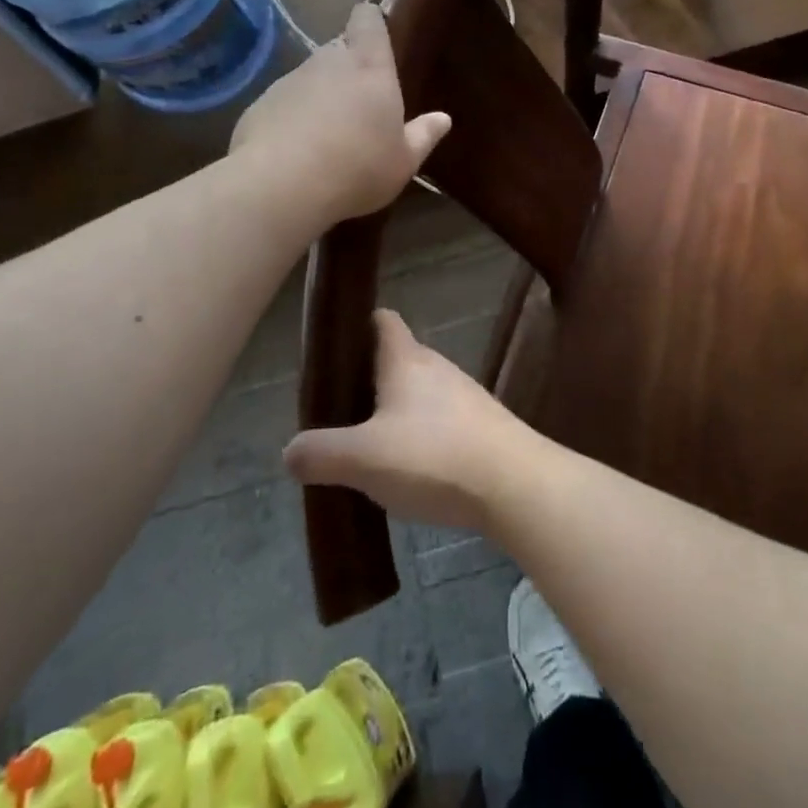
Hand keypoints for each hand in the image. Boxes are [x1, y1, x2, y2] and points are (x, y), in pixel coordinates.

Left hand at [231, 4, 450, 226]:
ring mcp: (290, 80)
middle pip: (339, 48)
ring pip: (310, 76)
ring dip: (319, 94)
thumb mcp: (403, 161)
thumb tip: (443, 118)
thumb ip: (423, 136)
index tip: (377, 36)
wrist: (281, 186)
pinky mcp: (260, 104)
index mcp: (370, 67)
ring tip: (327, 134)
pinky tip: (297, 151)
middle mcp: (328, 62)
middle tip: (360, 102)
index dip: (371, 22)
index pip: (368, 20)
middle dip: (348, 66)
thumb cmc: (358, 168)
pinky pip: (283, 102)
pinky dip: (292, 117)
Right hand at [284, 309, 529, 532]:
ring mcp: (466, 397)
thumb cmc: (433, 457)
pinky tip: (414, 471)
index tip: (335, 349)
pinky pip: (443, 422)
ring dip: (397, 413)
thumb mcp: (363, 458)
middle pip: (399, 360)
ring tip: (372, 448)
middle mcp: (438, 368)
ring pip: (421, 394)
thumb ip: (320, 453)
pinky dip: (424, 438)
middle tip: (341, 414)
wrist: (516, 485)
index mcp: (406, 360)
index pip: (382, 321)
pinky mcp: (484, 427)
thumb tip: (291, 451)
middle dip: (370, 381)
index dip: (358, 326)